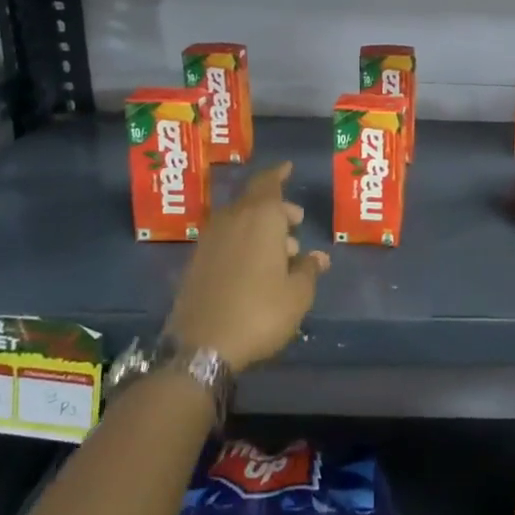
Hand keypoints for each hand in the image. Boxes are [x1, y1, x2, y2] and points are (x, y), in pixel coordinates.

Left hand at [165, 163, 329, 370]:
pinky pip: (226, 240)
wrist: (202, 347)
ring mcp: (209, 242)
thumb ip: (308, 270)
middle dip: (276, 207)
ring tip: (282, 251)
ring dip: (260, 227)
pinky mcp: (196, 263)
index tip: (288, 167)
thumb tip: (317, 257)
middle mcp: (231, 221)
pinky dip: (243, 242)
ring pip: (239, 221)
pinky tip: (256, 266)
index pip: (268, 183)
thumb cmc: (260, 313)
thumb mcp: (297, 294)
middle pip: (254, 201)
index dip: (278, 174)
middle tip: (296, 222)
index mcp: (260, 218)